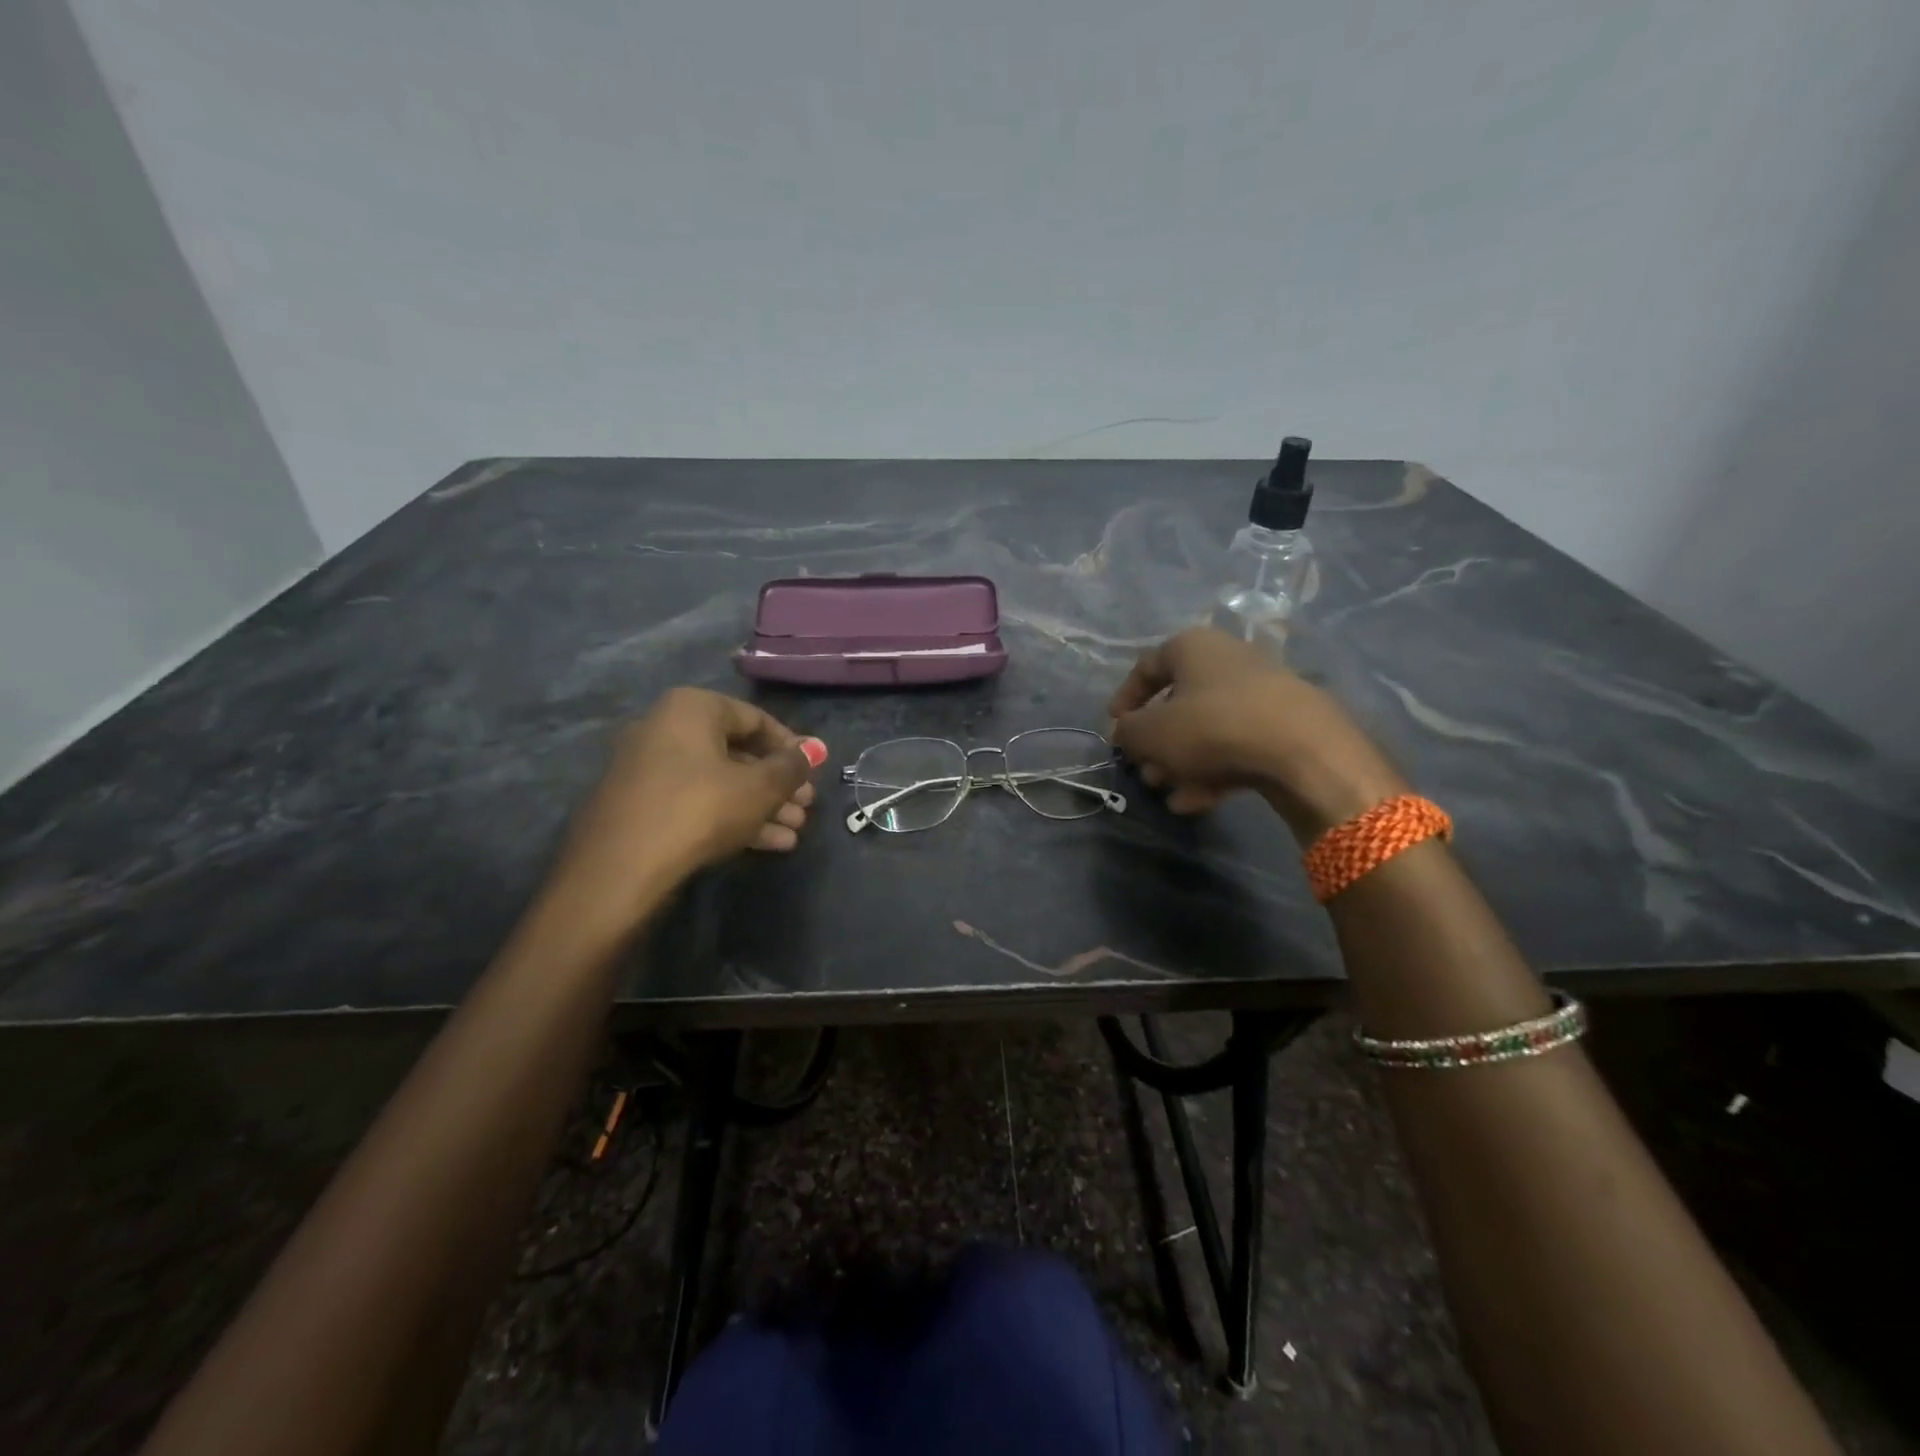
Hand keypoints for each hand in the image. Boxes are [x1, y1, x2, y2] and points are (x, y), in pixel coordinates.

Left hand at [547, 689, 824, 924]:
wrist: (620, 868)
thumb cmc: (700, 809)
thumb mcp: (760, 787)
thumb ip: (792, 767)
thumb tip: (814, 750)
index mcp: (692, 708)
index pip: (755, 719)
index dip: (791, 747)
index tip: (814, 773)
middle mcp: (664, 728)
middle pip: (737, 752)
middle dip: (777, 783)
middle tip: (806, 806)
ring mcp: (647, 769)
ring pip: (719, 782)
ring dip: (761, 806)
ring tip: (794, 832)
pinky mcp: (640, 806)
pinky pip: (696, 802)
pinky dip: (731, 817)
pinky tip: (768, 844)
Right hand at [1108, 627, 1404, 841]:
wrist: (1303, 751)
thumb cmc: (1212, 727)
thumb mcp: (1150, 732)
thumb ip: (1127, 732)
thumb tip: (1124, 732)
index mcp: (1193, 647)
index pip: (1146, 666)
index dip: (1124, 699)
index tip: (1114, 728)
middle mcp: (1227, 660)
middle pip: (1179, 702)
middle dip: (1156, 742)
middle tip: (1144, 771)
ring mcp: (1261, 692)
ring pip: (1207, 728)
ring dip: (1181, 761)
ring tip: (1168, 793)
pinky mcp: (1285, 725)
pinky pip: (1236, 744)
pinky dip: (1213, 770)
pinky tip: (1197, 802)